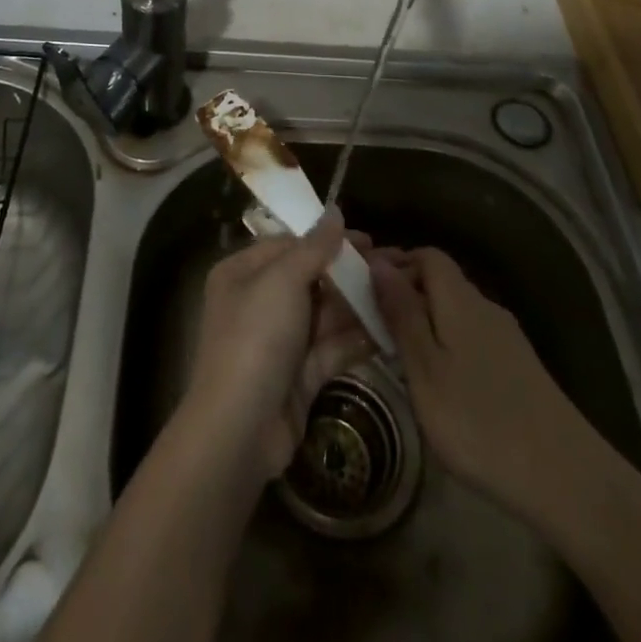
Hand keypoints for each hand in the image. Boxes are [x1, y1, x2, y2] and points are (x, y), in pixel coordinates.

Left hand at [180, 209, 376, 486]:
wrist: (240, 429)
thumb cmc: (256, 338)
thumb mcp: (282, 281)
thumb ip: (313, 247)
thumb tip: (335, 212)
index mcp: (242, 273)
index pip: (288, 245)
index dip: (327, 240)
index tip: (367, 240)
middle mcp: (258, 302)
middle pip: (310, 279)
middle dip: (349, 274)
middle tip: (392, 267)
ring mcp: (280, 341)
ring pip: (325, 314)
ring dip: (359, 305)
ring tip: (400, 294)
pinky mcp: (299, 375)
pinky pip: (332, 347)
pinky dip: (358, 338)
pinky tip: (391, 329)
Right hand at [369, 245, 596, 512]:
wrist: (567, 480)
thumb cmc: (479, 422)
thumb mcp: (425, 369)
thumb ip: (401, 314)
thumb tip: (379, 263)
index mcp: (460, 299)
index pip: (427, 256)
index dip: (395, 262)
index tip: (364, 286)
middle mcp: (485, 307)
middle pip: (442, 281)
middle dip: (406, 293)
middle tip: (373, 323)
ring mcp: (507, 339)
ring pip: (456, 311)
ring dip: (426, 321)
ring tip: (399, 355)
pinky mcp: (520, 369)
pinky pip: (472, 337)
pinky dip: (447, 344)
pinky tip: (440, 383)